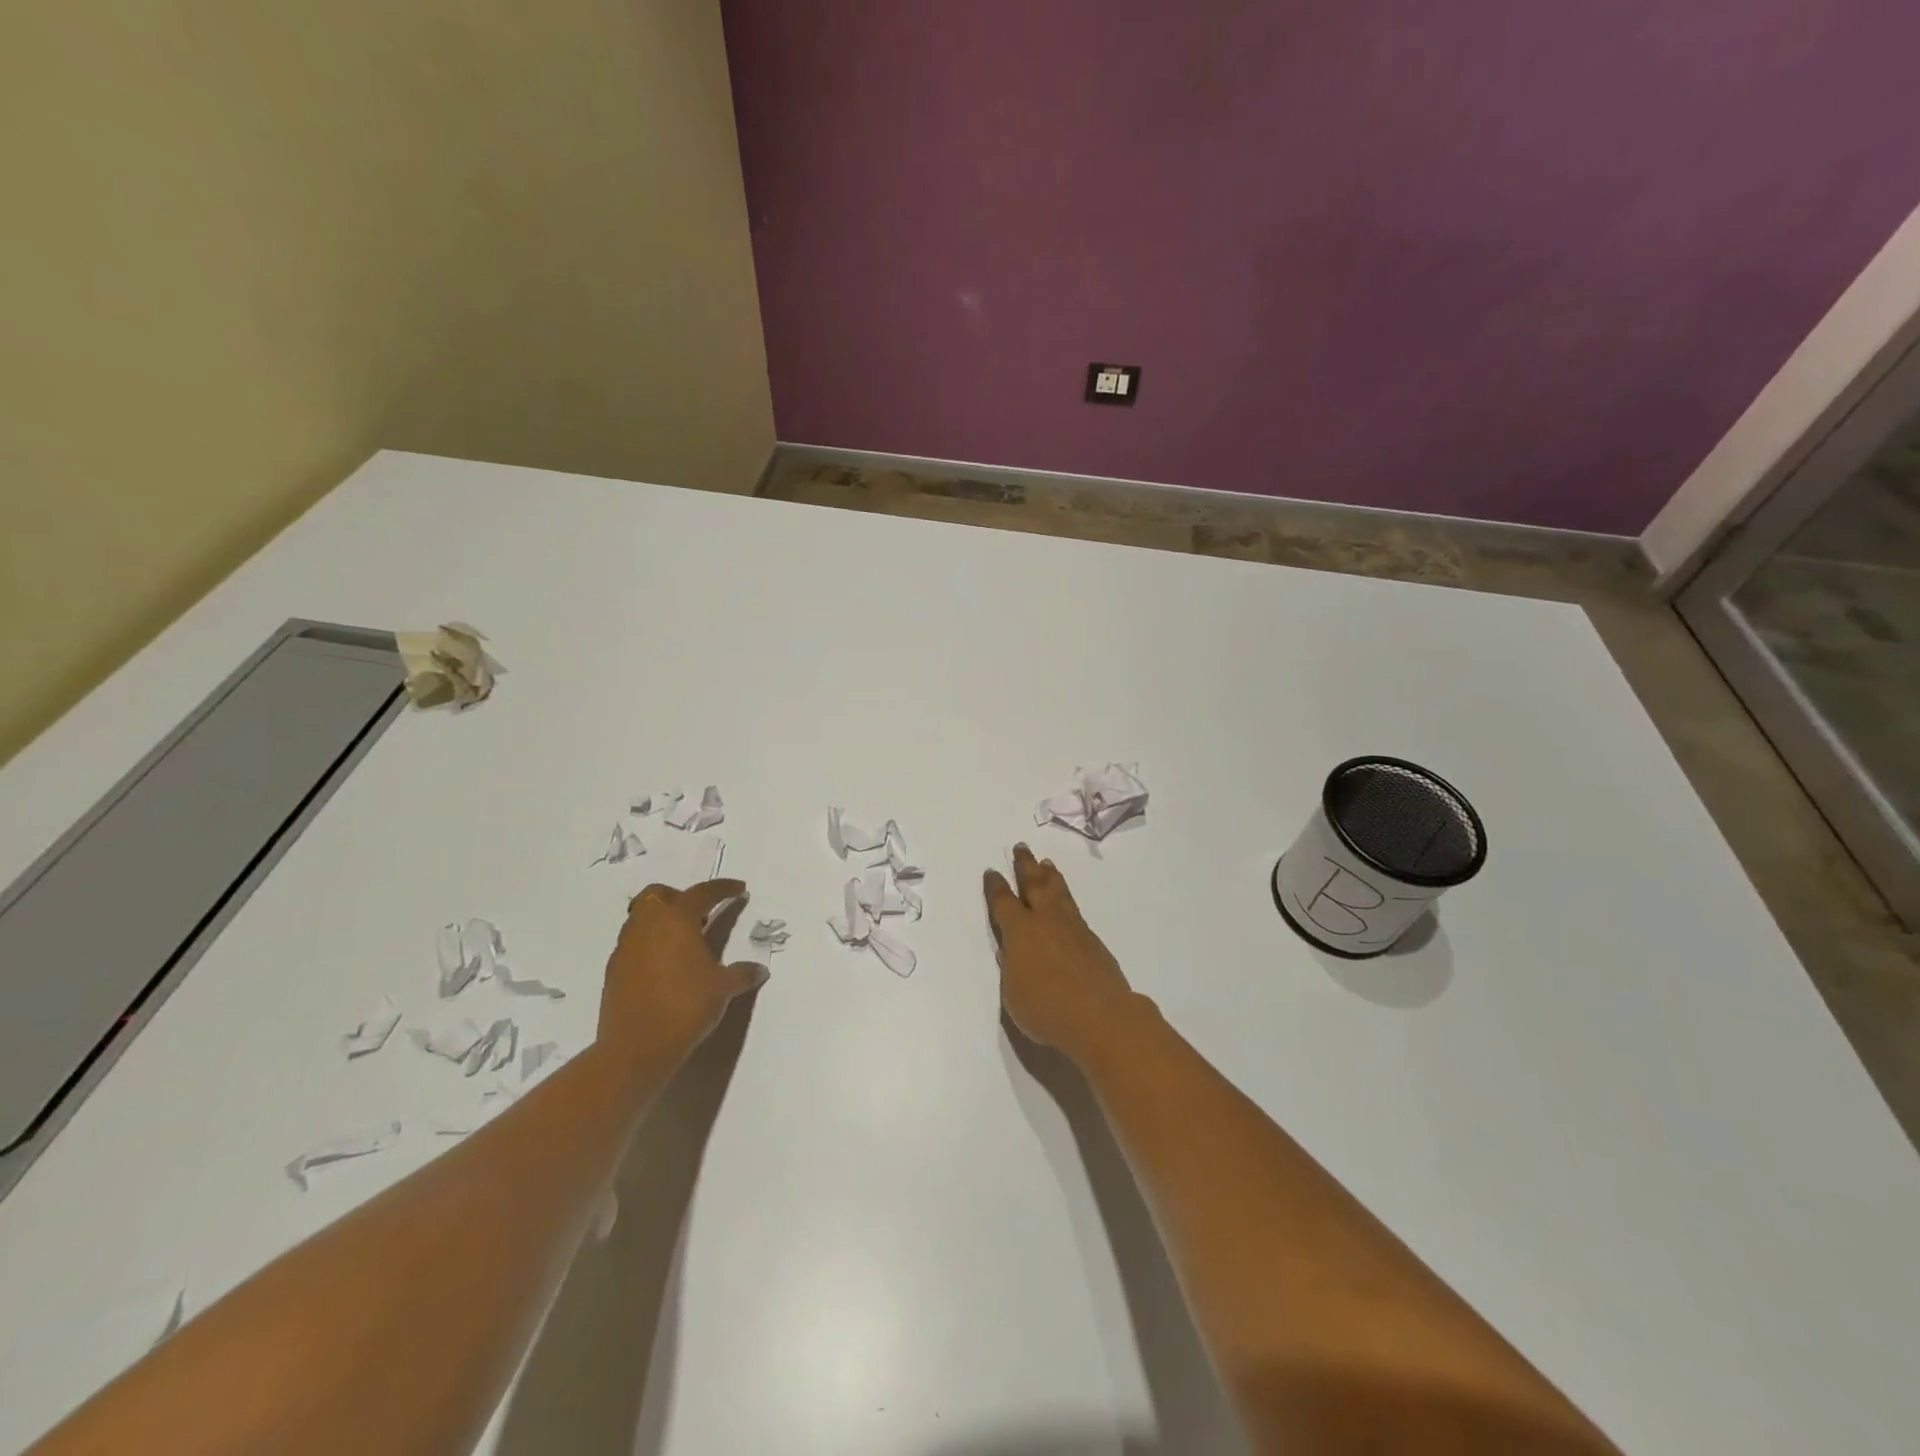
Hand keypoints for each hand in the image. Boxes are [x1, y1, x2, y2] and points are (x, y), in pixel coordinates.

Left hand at [600, 879, 767, 1062]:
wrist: (636, 1049)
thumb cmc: (685, 1007)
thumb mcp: (723, 989)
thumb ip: (742, 974)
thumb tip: (760, 970)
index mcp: (677, 920)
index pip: (702, 892)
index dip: (723, 888)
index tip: (739, 889)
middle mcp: (647, 925)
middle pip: (659, 894)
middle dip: (681, 897)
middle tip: (702, 916)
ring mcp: (626, 947)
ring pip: (642, 917)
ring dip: (663, 920)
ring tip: (684, 942)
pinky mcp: (613, 970)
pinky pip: (633, 943)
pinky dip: (650, 944)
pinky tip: (665, 967)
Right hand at [984, 844, 1137, 1062]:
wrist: (1100, 1017)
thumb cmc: (1047, 1010)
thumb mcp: (1013, 994)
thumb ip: (1011, 968)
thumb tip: (1011, 950)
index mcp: (1020, 932)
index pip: (1003, 902)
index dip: (996, 887)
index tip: (992, 872)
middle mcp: (1046, 921)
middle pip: (1034, 885)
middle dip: (1025, 865)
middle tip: (1021, 847)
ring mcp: (1073, 928)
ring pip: (1058, 892)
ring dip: (1050, 876)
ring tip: (1046, 863)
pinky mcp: (1092, 940)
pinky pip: (1074, 908)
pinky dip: (1066, 897)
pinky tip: (1066, 900)